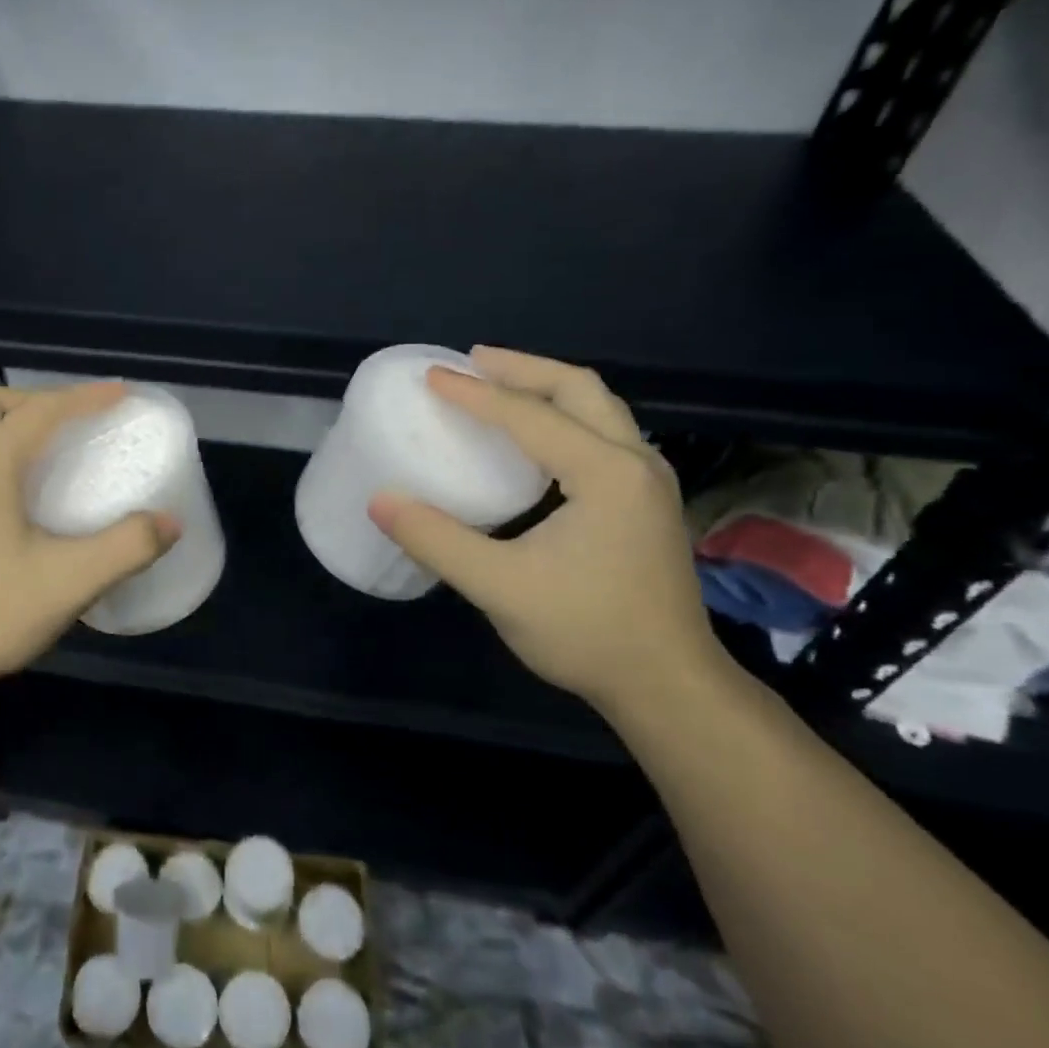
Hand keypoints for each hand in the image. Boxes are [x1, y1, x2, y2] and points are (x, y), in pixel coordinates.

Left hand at [0, 382, 179, 691]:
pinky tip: (22, 495)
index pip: (41, 410)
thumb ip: (126, 548)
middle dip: (36, 400)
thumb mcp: (68, 583)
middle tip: (75, 424)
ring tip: (53, 453)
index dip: (85, 397)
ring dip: (12, 423)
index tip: (123, 393)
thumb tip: (170, 522)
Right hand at [367, 348, 722, 712]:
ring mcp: (648, 481)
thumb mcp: (499, 587)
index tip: (431, 376)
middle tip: (472, 361)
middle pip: (579, 389)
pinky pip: (602, 431)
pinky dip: (562, 414)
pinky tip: (534, 435)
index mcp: (605, 473)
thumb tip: (379, 500)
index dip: (475, 394)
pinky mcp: (645, 501)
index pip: (530, 416)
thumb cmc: (587, 632)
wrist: (669, 686)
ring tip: (498, 384)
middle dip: (522, 368)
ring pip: (598, 407)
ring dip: (546, 388)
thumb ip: (436, 540)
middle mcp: (635, 462)